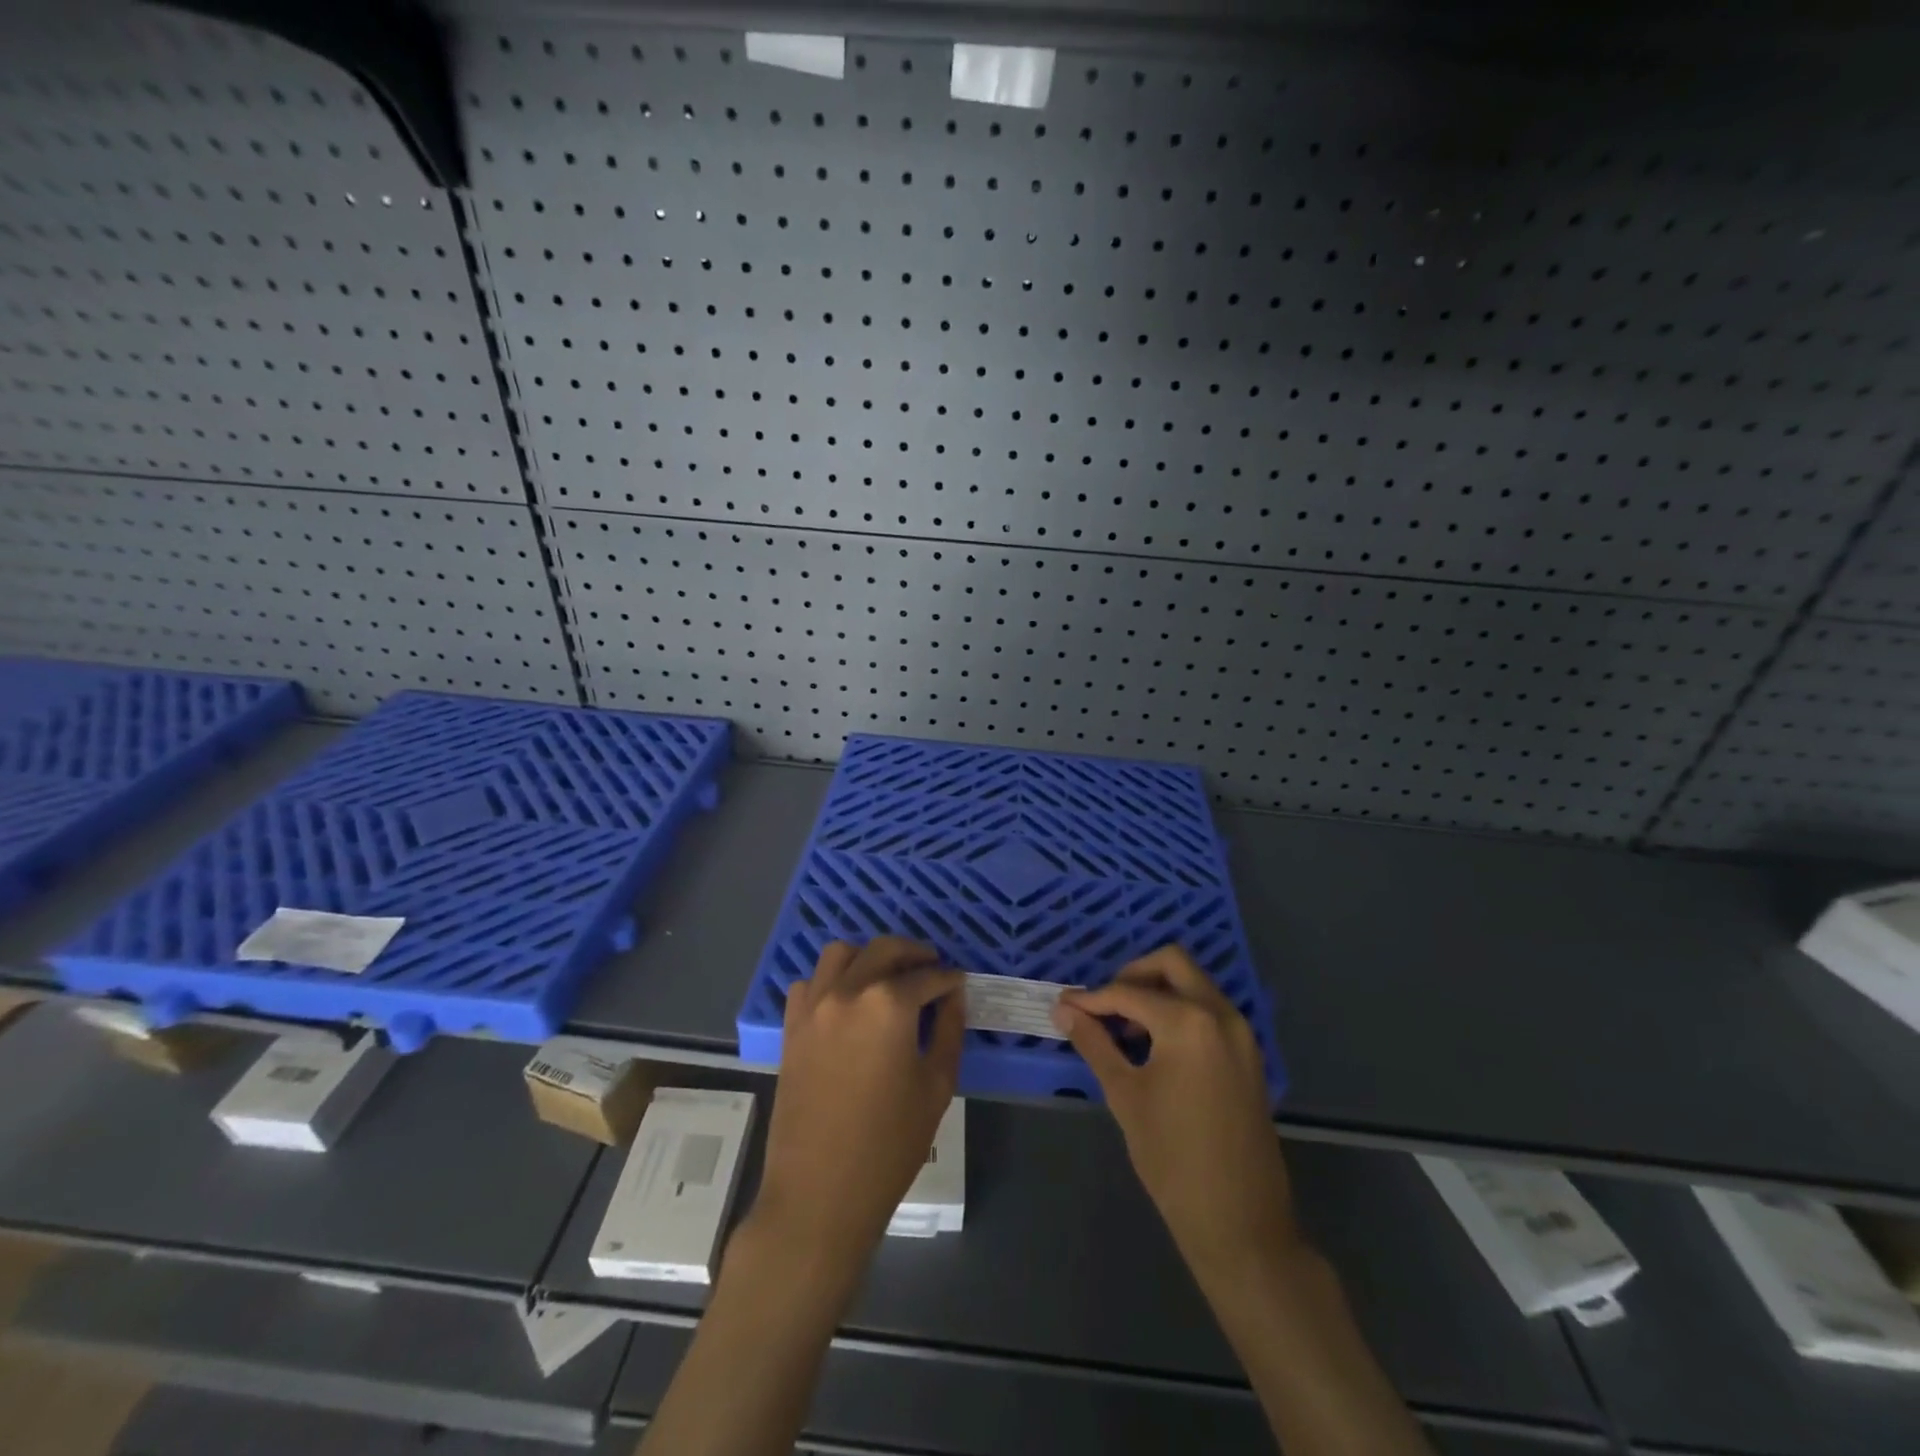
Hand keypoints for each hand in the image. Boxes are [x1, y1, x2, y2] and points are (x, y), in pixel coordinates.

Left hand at [751, 937, 963, 1270]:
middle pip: (884, 949)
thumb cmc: (889, 1145)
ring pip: (841, 953)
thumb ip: (949, 1030)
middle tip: (932, 969)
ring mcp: (814, 1006)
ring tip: (887, 978)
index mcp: (889, 1004)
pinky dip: (831, 980)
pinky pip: (811, 983)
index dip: (949, 979)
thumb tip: (953, 995)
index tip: (959, 985)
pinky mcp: (792, 1026)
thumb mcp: (936, 1086)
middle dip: (914, 953)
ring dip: (869, 957)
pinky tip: (847, 1003)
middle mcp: (848, 991)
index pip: (928, 976)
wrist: (819, 1192)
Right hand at [1051, 945, 1299, 1280]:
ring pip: (1194, 984)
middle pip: (1172, 964)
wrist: (1240, 1222)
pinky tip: (1154, 1045)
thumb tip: (1063, 1011)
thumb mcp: (1126, 1095)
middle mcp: (1221, 1014)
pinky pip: (1209, 1010)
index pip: (1129, 993)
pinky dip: (1179, 1011)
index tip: (1064, 1006)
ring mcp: (1241, 1033)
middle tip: (1103, 1006)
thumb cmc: (1173, 1159)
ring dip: (1157, 992)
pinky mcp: (1248, 1054)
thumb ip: (1095, 1043)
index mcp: (1189, 1022)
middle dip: (1132, 976)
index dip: (1092, 999)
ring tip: (1124, 1028)